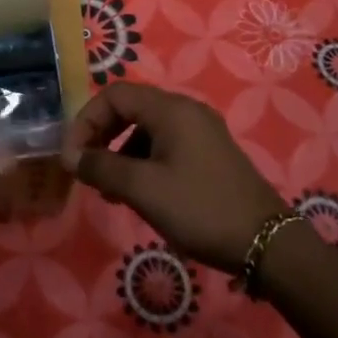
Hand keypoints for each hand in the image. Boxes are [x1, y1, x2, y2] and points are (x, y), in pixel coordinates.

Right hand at [61, 82, 287, 273]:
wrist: (267, 243)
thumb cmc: (200, 209)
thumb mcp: (143, 189)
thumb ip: (102, 167)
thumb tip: (71, 156)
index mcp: (170, 109)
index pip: (114, 95)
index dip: (86, 120)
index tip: (72, 156)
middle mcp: (186, 110)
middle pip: (130, 108)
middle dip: (102, 135)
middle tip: (86, 168)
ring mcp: (202, 131)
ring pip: (147, 128)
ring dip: (121, 151)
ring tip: (110, 189)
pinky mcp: (210, 153)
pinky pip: (166, 145)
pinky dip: (143, 161)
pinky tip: (139, 193)